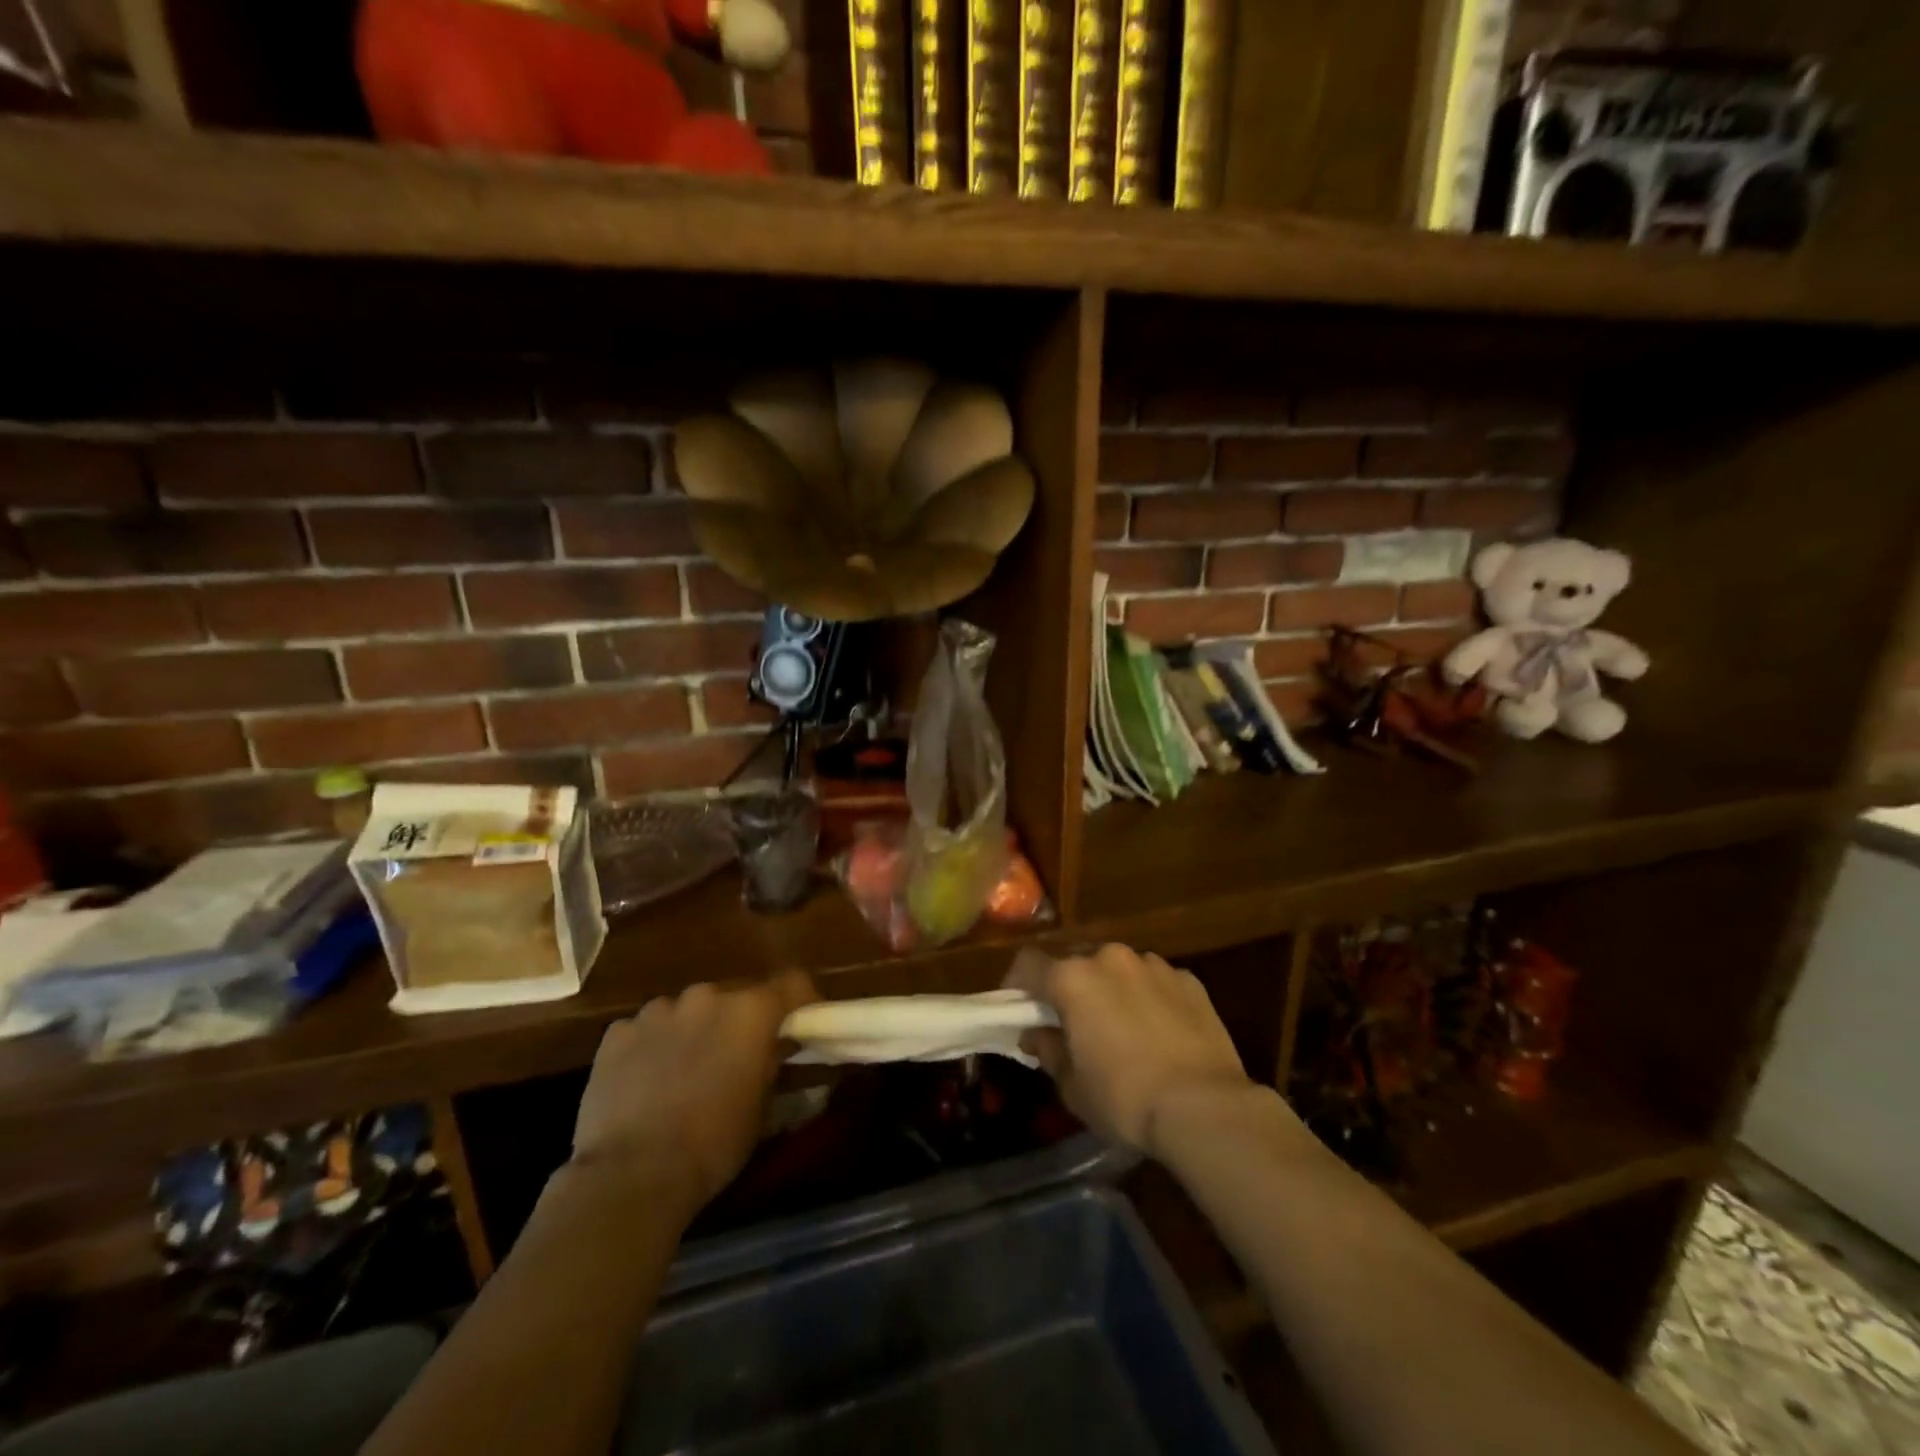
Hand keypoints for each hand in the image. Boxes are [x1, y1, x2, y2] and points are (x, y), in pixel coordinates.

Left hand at [572, 971, 817, 1214]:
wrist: (632, 1175)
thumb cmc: (713, 1143)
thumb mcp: (762, 1106)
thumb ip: (772, 1062)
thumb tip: (778, 1046)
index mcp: (751, 1011)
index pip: (792, 983)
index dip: (800, 1001)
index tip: (800, 1023)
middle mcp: (707, 996)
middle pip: (735, 996)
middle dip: (738, 1021)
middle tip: (735, 1057)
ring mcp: (658, 1010)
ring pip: (687, 1011)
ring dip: (693, 1031)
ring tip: (684, 1072)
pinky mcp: (618, 1032)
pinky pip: (646, 1030)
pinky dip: (652, 1047)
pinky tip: (645, 1083)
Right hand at [1005, 945, 1251, 1156]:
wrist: (1205, 1107)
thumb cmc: (1125, 1098)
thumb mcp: (1072, 1086)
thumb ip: (1048, 1051)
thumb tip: (1037, 1034)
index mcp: (1072, 978)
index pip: (1028, 964)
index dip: (1017, 985)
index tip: (1019, 1009)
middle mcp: (1110, 958)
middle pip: (1075, 961)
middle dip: (1068, 986)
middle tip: (1071, 1021)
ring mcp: (1153, 964)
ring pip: (1118, 968)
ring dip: (1110, 988)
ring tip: (1121, 1027)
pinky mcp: (1189, 979)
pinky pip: (1155, 981)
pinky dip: (1148, 997)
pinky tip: (1159, 1032)